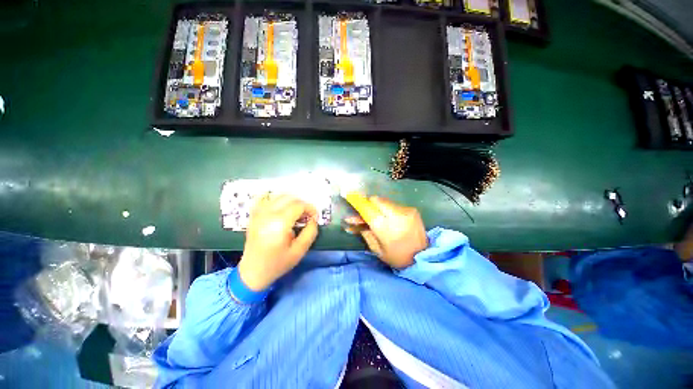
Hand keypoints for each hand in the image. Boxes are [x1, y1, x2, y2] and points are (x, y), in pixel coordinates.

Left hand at [238, 194, 318, 290]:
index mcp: (279, 224)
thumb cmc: (278, 263)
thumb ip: (310, 232)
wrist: (252, 272)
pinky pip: (266, 199)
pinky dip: (277, 200)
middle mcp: (267, 214)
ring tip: (296, 213)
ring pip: (279, 196)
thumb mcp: (299, 251)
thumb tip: (313, 219)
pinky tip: (282, 208)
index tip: (315, 217)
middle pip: (290, 198)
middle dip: (302, 204)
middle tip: (307, 216)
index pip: (299, 205)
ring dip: (291, 201)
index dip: (310, 208)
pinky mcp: (254, 215)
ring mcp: (258, 213)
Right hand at [347, 196, 427, 268]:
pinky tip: (389, 218)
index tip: (348, 194)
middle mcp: (395, 215)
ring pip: (384, 201)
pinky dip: (387, 209)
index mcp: (384, 228)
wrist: (423, 258)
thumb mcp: (376, 249)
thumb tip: (350, 221)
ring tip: (377, 216)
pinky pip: (394, 204)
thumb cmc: (396, 257)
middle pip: (376, 200)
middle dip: (368, 203)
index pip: (367, 209)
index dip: (357, 201)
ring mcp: (405, 210)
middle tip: (364, 211)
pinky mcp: (412, 209)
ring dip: (377, 206)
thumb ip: (363, 232)